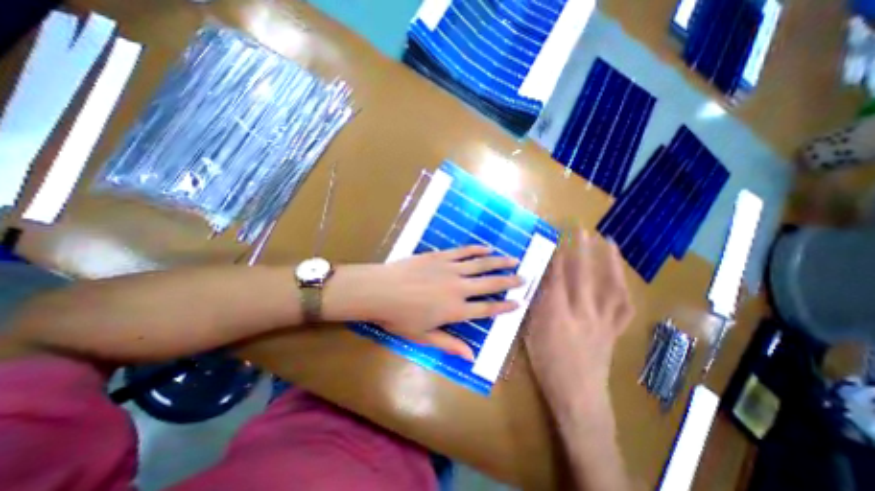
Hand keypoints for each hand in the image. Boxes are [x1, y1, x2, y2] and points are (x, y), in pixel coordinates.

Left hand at [326, 247, 517, 358]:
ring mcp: (450, 269)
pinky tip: (487, 248)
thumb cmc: (399, 317)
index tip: (518, 302)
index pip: (487, 309)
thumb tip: (471, 356)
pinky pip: (463, 251)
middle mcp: (458, 288)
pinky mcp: (440, 256)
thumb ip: (449, 344)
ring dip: (499, 262)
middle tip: (524, 278)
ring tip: (514, 259)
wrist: (380, 290)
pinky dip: (477, 250)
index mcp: (455, 310)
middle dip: (509, 281)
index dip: (504, 306)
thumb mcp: (423, 337)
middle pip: (489, 284)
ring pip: (481, 264)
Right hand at [522, 230, 632, 405]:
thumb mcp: (531, 333)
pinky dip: (624, 287)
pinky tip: (622, 276)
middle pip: (583, 275)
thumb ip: (535, 306)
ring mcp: (602, 321)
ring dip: (610, 262)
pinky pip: (623, 306)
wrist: (578, 394)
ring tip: (609, 243)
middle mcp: (581, 313)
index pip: (556, 278)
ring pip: (610, 286)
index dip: (556, 257)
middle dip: (582, 250)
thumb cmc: (547, 363)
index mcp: (556, 314)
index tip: (556, 240)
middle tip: (582, 230)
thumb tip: (537, 283)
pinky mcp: (614, 330)